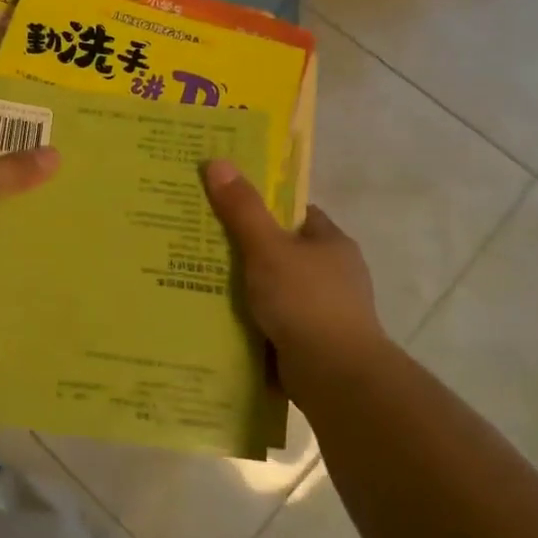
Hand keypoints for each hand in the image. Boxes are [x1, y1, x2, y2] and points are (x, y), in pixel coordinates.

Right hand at [202, 159, 391, 395]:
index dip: (264, 208)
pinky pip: (275, 323)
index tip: (228, 206)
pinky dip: (253, 322)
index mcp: (331, 244)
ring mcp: (326, 312)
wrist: (335, 377)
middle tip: (203, 244)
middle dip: (249, 251)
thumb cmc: (306, 301)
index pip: (296, 214)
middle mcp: (334, 274)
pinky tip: (220, 321)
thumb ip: (242, 209)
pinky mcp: (314, 344)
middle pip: (284, 252)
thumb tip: (217, 161)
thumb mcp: (267, 248)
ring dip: (249, 290)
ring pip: (277, 290)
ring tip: (202, 282)